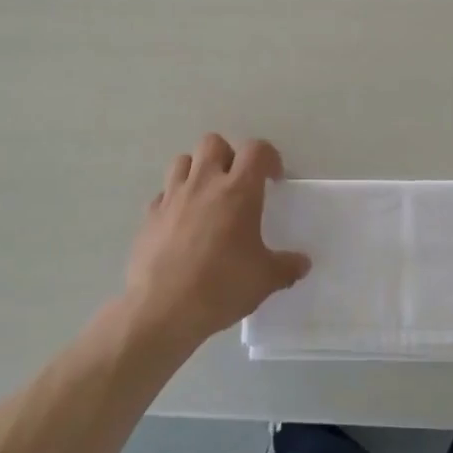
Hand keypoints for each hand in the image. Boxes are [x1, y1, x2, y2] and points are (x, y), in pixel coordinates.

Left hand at [123, 134, 310, 351]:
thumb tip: (302, 264)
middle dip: (228, 155)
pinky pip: (163, 194)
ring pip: (183, 160)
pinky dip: (174, 200)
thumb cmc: (220, 288)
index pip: (256, 150)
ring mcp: (172, 196)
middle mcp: (203, 183)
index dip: (269, 157)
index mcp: (237, 191)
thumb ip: (287, 267)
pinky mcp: (149, 215)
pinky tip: (182, 224)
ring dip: (197, 170)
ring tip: (207, 196)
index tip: (274, 179)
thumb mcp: (264, 281)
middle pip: (213, 142)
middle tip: (237, 183)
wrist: (161, 310)